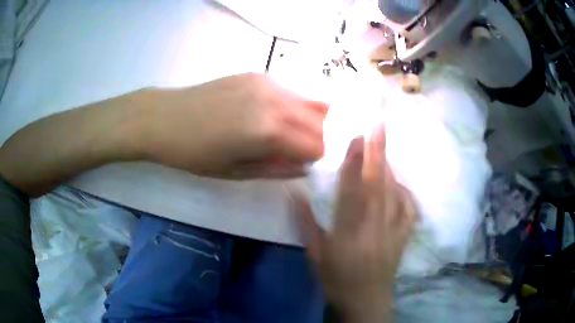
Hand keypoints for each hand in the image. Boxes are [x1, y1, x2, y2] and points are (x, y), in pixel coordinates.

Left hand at [140, 73, 328, 178]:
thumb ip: (278, 169)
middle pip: (319, 121)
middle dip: (319, 139)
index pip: (317, 145)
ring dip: (309, 121)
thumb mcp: (236, 172)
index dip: (318, 159)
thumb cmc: (194, 153)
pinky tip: (274, 116)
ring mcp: (267, 83)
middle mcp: (275, 101)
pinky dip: (293, 107)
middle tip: (302, 152)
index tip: (308, 166)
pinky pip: (289, 92)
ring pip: (309, 102)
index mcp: (269, 131)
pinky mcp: (257, 74)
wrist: (164, 118)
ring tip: (290, 136)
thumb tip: (306, 166)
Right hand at [300, 127, 417, 322]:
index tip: (356, 137)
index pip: (352, 190)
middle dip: (378, 151)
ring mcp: (393, 231)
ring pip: (395, 192)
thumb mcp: (316, 255)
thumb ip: (306, 223)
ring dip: (389, 168)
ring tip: (383, 148)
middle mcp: (374, 227)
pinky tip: (399, 185)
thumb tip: (296, 193)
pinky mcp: (404, 237)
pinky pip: (409, 208)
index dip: (353, 162)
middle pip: (377, 184)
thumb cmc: (337, 279)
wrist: (366, 300)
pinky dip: (405, 192)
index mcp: (348, 232)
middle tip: (379, 125)